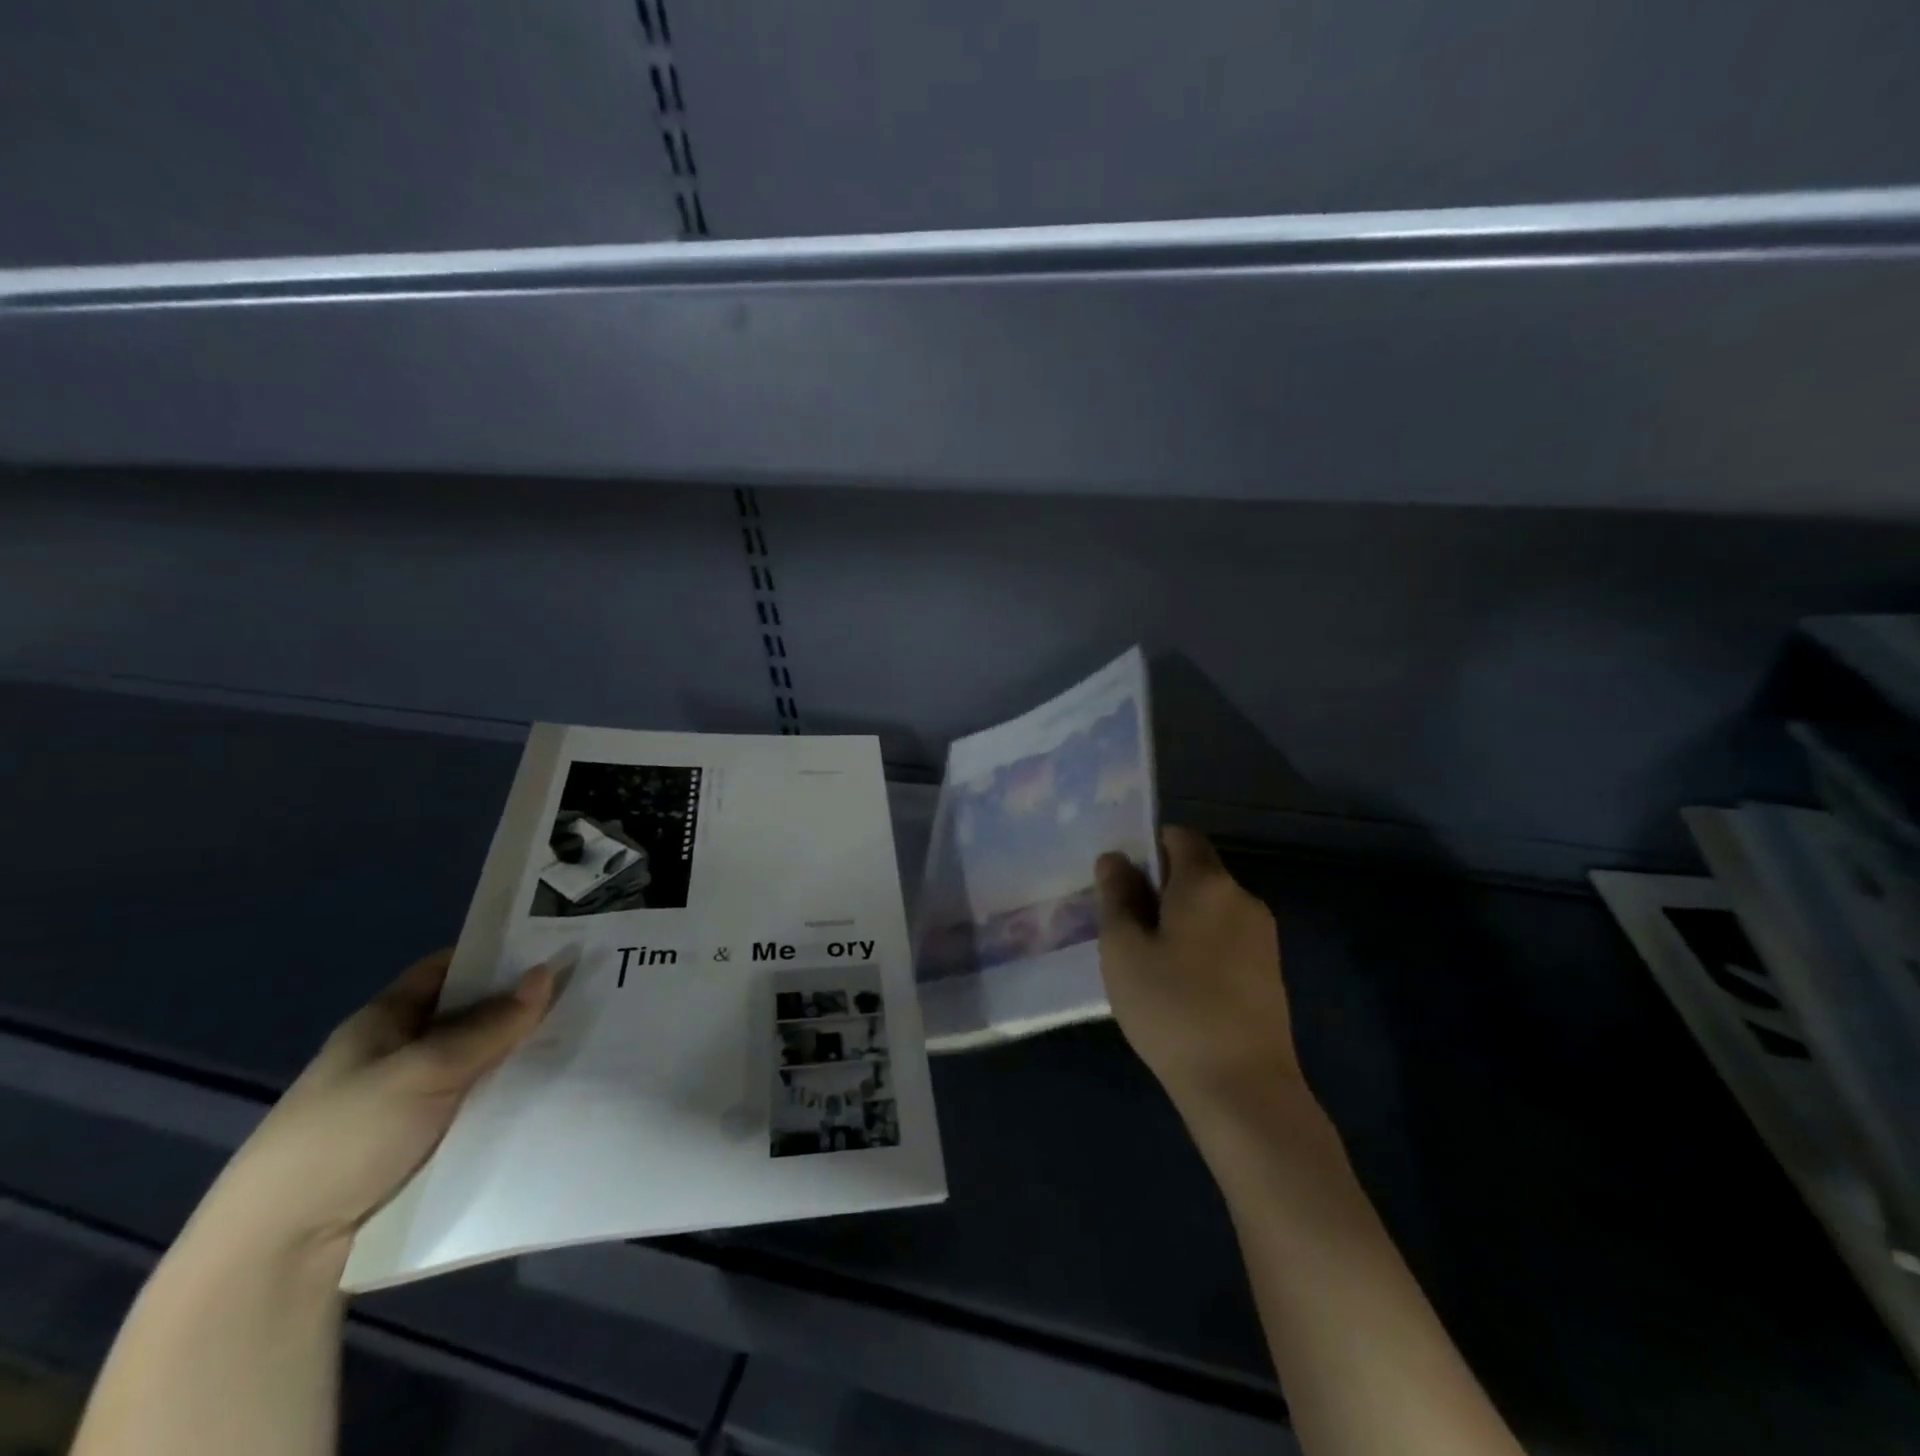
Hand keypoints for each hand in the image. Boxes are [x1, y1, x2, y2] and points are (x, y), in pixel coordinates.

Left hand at [195, 949, 554, 1265]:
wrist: (280, 1253)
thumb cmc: (347, 1137)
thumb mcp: (425, 1070)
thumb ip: (490, 1025)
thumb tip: (547, 972)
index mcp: (384, 1021)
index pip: (448, 969)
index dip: (495, 954)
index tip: (554, 946)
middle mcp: (397, 1053)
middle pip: (470, 1016)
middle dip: (521, 1006)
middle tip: (587, 992)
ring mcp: (409, 1101)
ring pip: (479, 1063)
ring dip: (520, 1054)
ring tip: (588, 1038)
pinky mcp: (422, 1144)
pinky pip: (478, 1104)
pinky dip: (510, 1095)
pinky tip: (554, 1090)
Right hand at [1096, 828, 1303, 1122]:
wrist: (1243, 1087)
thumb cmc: (1172, 1007)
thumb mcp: (1124, 949)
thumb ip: (1117, 896)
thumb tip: (1115, 858)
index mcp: (1207, 882)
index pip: (1180, 836)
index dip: (1148, 847)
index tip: (1121, 880)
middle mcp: (1242, 897)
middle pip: (1196, 872)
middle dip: (1160, 888)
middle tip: (1124, 926)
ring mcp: (1263, 936)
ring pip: (1211, 908)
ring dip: (1179, 920)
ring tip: (1148, 961)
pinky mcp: (1271, 971)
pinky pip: (1227, 938)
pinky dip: (1201, 945)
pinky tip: (1181, 986)